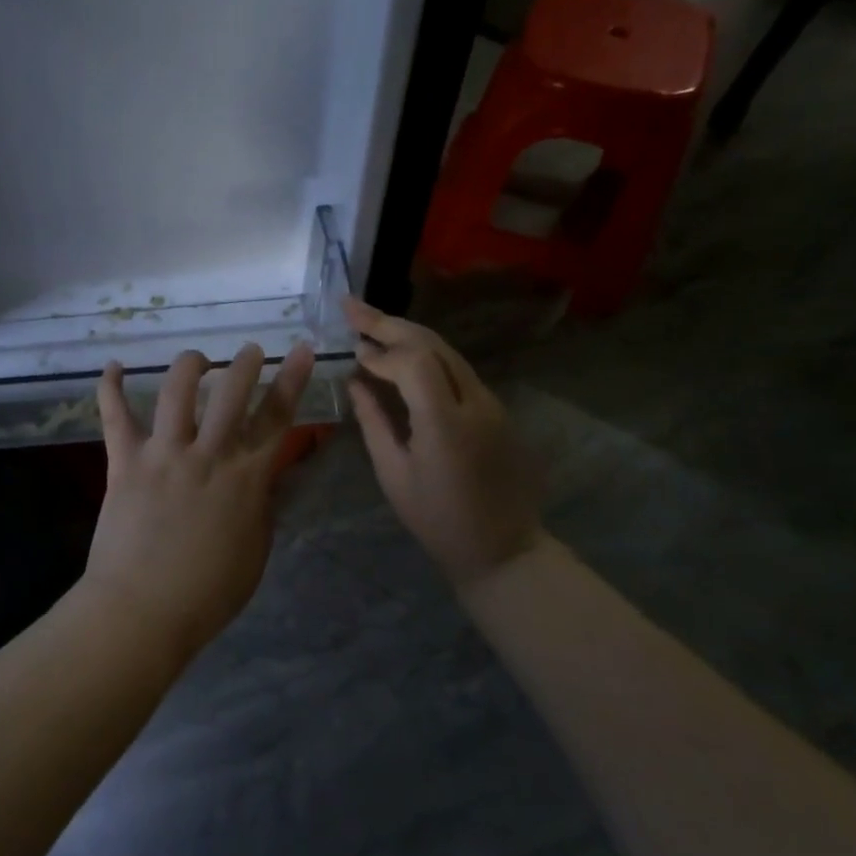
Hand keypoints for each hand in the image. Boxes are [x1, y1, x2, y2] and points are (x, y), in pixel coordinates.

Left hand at [82, 342, 315, 661]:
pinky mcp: (124, 461)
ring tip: (198, 360)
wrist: (142, 611)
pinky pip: (115, 416)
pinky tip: (114, 366)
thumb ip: (264, 506)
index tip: (301, 349)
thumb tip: (273, 475)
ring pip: (177, 390)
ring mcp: (163, 453)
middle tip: (250, 351)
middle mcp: (207, 454)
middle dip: (245, 363)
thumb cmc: (207, 593)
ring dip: (191, 365)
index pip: (277, 417)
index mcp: (245, 477)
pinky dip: (111, 388)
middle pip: (231, 391)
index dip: (292, 379)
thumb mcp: (255, 552)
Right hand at [343, 297, 542, 590]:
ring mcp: (492, 403)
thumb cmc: (438, 520)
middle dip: (388, 322)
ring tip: (371, 322)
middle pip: (432, 345)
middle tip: (351, 306)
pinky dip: (425, 354)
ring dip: (407, 333)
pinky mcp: (496, 409)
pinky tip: (401, 353)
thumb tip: (356, 382)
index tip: (354, 354)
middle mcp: (475, 403)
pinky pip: (457, 369)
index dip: (380, 352)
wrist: (503, 549)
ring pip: (447, 351)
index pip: (413, 363)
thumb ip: (373, 422)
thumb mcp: (394, 475)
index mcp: (445, 424)